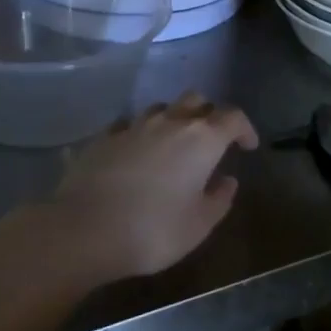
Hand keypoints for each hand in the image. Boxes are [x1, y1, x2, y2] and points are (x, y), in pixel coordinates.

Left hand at [47, 92, 258, 280]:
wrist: (83, 230)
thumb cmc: (152, 230)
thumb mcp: (199, 225)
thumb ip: (220, 199)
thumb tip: (228, 180)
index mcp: (201, 139)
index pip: (232, 117)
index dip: (244, 128)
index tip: (247, 146)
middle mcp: (170, 122)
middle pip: (197, 100)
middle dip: (209, 114)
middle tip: (211, 140)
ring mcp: (133, 126)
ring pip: (162, 108)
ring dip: (174, 120)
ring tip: (173, 144)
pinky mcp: (103, 137)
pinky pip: (129, 124)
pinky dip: (140, 133)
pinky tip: (135, 152)